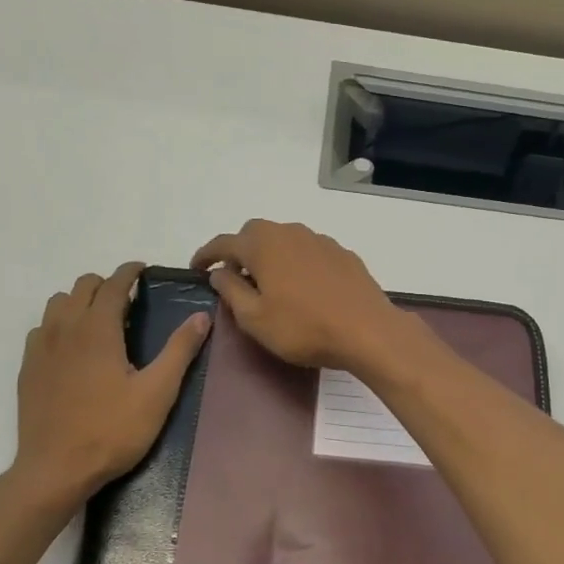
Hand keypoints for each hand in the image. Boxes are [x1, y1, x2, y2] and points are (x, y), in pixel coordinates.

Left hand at [5, 262, 210, 510]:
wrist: (56, 469)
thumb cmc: (112, 430)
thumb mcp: (157, 392)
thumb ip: (179, 350)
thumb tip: (201, 316)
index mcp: (98, 330)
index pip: (113, 284)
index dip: (129, 272)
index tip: (143, 270)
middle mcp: (65, 329)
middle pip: (83, 286)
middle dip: (107, 284)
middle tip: (129, 301)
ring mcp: (41, 348)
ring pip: (58, 304)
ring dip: (80, 301)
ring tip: (101, 321)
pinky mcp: (28, 369)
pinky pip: (42, 329)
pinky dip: (60, 324)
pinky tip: (73, 348)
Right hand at [190, 220, 412, 372]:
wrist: (367, 330)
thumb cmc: (303, 328)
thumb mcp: (254, 318)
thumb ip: (231, 291)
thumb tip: (219, 273)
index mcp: (262, 245)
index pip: (224, 243)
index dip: (206, 255)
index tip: (196, 268)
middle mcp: (290, 233)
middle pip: (255, 234)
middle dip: (240, 251)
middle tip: (234, 277)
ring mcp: (320, 241)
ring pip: (285, 240)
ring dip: (271, 255)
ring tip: (269, 282)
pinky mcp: (343, 254)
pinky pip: (310, 251)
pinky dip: (297, 262)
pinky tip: (303, 286)